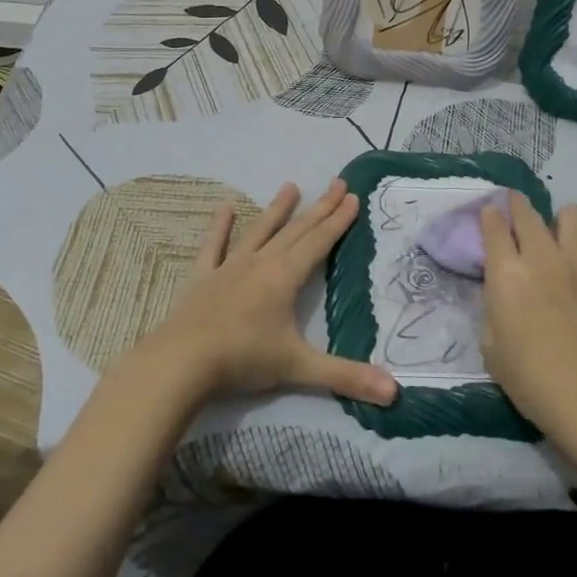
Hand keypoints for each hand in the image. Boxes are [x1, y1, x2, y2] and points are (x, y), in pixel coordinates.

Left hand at [139, 179, 398, 406]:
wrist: (181, 361)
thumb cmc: (243, 360)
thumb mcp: (298, 368)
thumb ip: (346, 376)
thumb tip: (395, 392)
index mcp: (285, 277)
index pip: (319, 242)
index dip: (338, 221)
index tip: (353, 196)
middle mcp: (261, 263)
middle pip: (296, 230)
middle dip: (319, 208)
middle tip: (337, 183)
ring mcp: (229, 267)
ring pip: (260, 231)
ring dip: (277, 209)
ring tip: (290, 186)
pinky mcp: (203, 277)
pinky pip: (214, 246)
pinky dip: (220, 227)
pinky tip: (225, 208)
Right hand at [478, 194, 576, 460]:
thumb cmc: (532, 380)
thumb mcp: (492, 347)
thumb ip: (494, 309)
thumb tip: (502, 293)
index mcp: (506, 274)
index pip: (494, 226)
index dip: (488, 215)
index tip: (487, 215)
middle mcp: (541, 258)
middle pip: (527, 212)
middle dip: (516, 206)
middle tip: (514, 215)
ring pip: (572, 214)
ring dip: (558, 221)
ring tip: (555, 239)